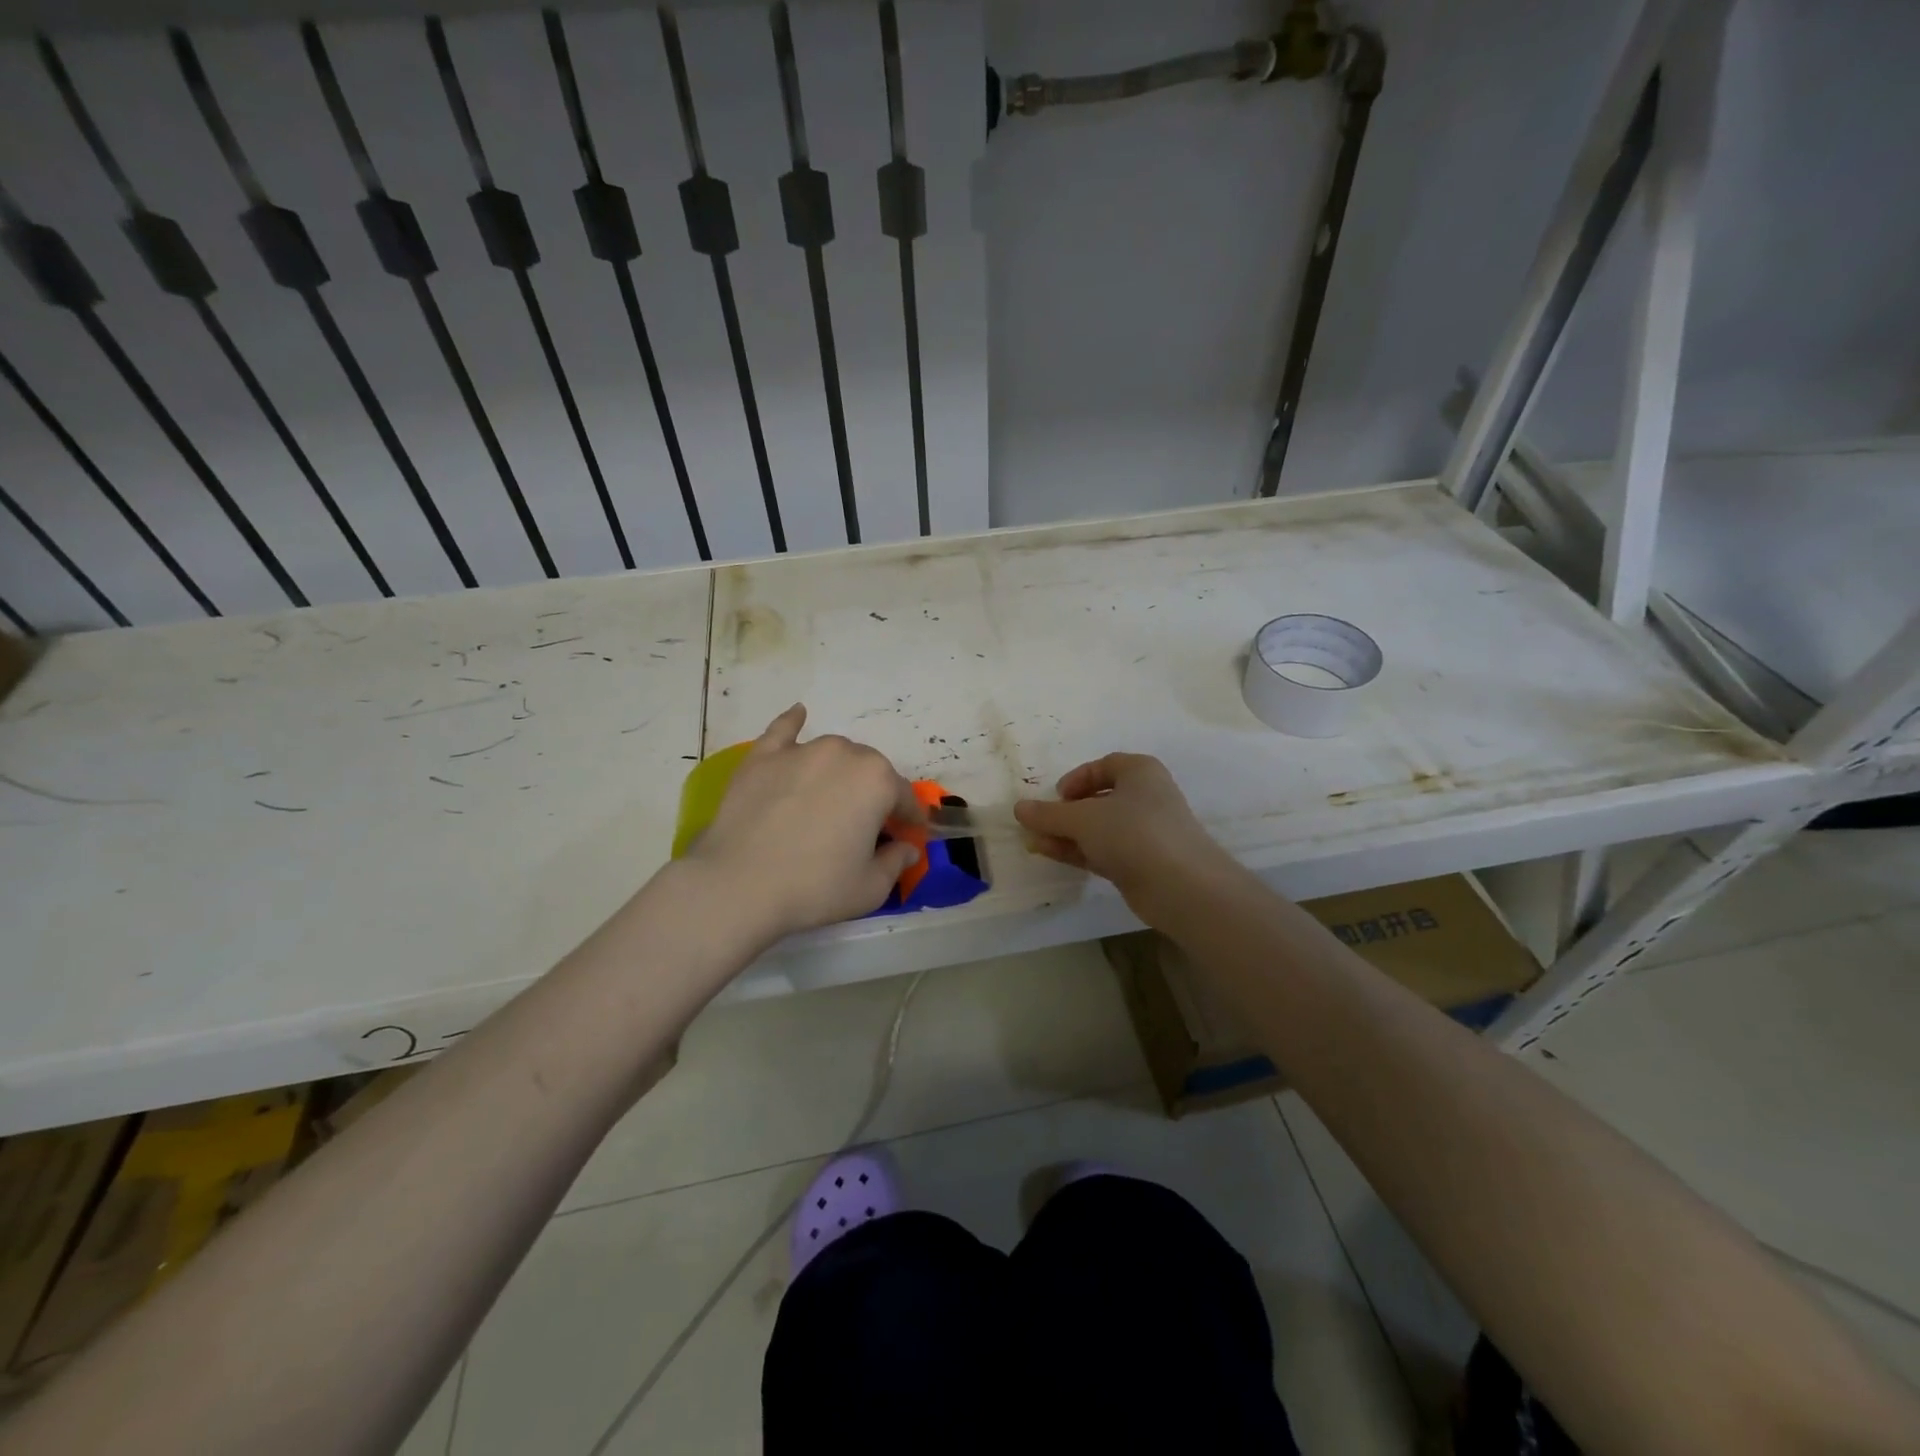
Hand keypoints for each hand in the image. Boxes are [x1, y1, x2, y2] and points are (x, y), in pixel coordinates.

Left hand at [685, 704, 923, 940]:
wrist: (738, 885)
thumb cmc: (815, 888)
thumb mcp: (870, 888)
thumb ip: (896, 863)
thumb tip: (907, 848)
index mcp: (877, 781)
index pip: (904, 797)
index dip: (909, 819)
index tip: (907, 835)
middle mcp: (844, 754)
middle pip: (869, 771)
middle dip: (873, 794)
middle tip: (862, 826)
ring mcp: (800, 751)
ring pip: (833, 753)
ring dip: (840, 771)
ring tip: (830, 797)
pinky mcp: (762, 757)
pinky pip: (784, 731)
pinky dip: (794, 724)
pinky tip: (799, 715)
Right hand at [1014, 753, 1238, 927]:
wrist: (1182, 886)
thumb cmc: (1133, 832)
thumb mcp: (1083, 818)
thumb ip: (1048, 814)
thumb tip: (1019, 808)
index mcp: (1140, 772)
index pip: (1104, 766)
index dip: (1076, 778)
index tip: (1056, 796)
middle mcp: (1145, 797)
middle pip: (1098, 799)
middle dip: (1065, 812)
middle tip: (1039, 824)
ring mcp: (1145, 833)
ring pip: (1099, 828)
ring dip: (1067, 834)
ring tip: (1033, 842)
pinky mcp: (1141, 863)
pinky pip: (1103, 850)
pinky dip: (1078, 851)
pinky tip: (1050, 854)